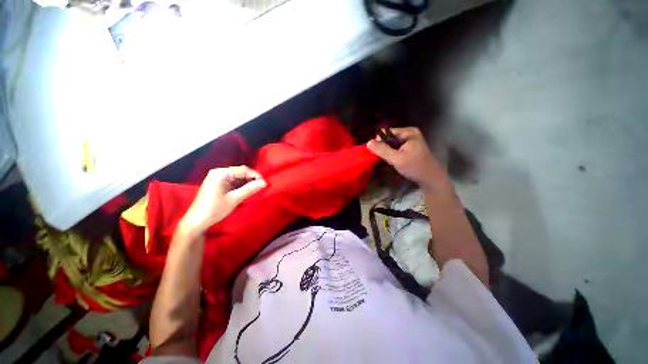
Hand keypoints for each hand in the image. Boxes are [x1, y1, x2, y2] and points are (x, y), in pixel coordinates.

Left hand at [179, 166, 266, 235]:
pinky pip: (232, 181)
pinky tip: (246, 190)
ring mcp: (217, 178)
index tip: (265, 183)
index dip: (255, 175)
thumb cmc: (214, 209)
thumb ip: (250, 189)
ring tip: (256, 188)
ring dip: (247, 182)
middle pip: (240, 172)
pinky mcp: (217, 184)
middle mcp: (218, 172)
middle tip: (261, 186)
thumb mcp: (234, 199)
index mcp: (220, 173)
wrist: (196, 222)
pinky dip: (240, 185)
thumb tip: (264, 183)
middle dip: (251, 178)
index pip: (243, 170)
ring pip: (237, 177)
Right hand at [367, 127, 451, 192]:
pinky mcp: (410, 147)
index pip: (387, 132)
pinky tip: (393, 161)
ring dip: (388, 151)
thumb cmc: (415, 167)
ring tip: (389, 160)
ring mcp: (410, 140)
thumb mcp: (397, 159)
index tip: (376, 152)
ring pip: (392, 144)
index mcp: (408, 132)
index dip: (379, 141)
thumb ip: (382, 150)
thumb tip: (368, 142)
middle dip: (384, 147)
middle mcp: (410, 133)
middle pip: (389, 138)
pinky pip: (396, 148)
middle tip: (384, 158)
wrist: (430, 178)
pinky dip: (392, 153)